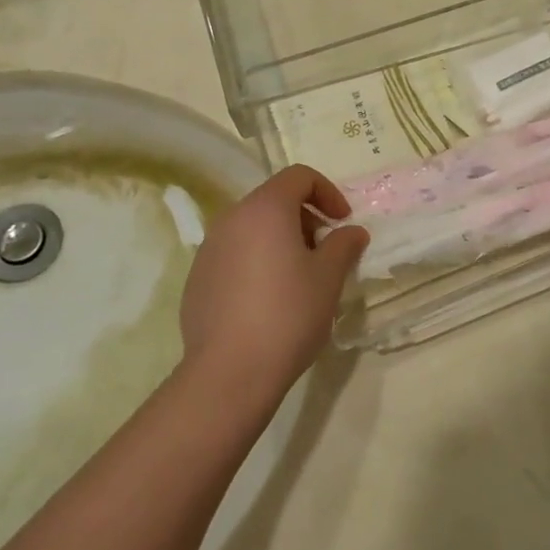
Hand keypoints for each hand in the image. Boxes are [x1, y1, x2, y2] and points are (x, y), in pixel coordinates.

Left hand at [178, 166, 368, 407]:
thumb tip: (352, 231)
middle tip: (325, 252)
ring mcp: (209, 249)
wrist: (229, 372)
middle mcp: (231, 219)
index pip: (299, 176)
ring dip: (281, 240)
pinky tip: (269, 300)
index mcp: (265, 209)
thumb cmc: (288, 314)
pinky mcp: (197, 278)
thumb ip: (343, 245)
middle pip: (274, 200)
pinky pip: (234, 255)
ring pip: (252, 228)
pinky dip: (257, 261)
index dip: (328, 192)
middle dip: (305, 218)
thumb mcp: (329, 277)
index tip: (343, 222)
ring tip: (300, 278)